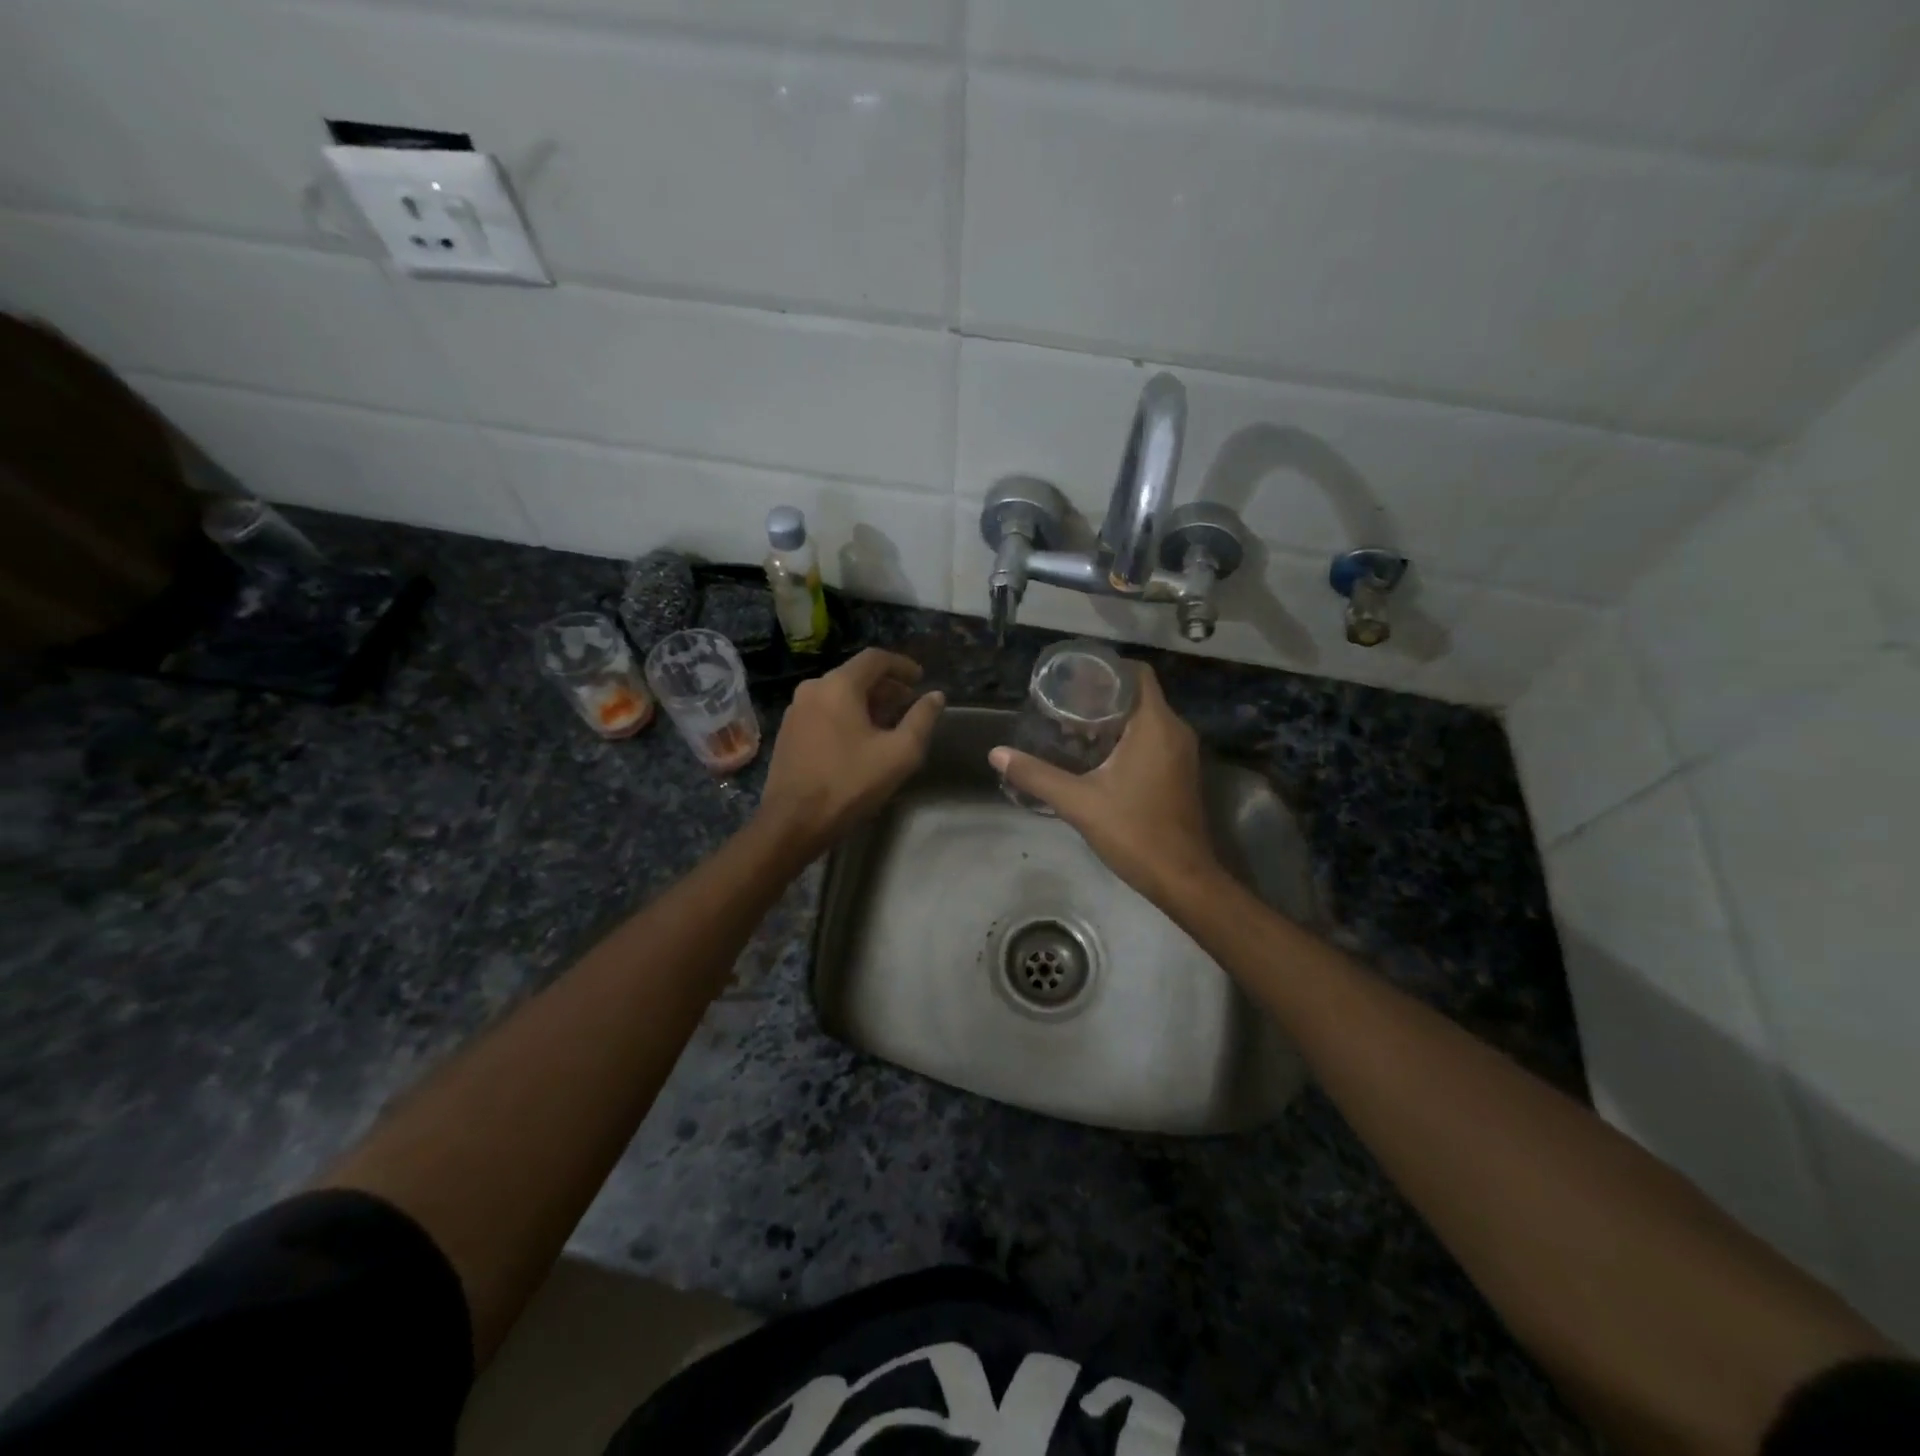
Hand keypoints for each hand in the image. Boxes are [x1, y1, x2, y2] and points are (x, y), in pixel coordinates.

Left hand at [756, 649, 943, 858]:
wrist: (793, 822)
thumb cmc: (850, 784)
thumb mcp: (899, 753)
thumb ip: (921, 719)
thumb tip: (936, 696)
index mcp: (838, 686)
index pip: (875, 658)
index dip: (902, 665)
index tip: (921, 679)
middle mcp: (813, 689)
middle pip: (855, 675)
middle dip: (886, 686)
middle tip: (909, 703)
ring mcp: (796, 710)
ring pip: (839, 693)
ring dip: (867, 702)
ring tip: (889, 723)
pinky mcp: (788, 731)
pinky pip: (824, 710)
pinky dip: (847, 714)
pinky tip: (860, 738)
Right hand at [989, 664, 1219, 902]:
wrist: (1182, 878)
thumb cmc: (1134, 832)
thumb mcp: (1079, 802)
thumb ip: (1037, 775)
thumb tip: (996, 754)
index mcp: (1155, 725)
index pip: (1136, 674)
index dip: (1105, 669)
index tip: (1073, 679)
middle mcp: (1174, 730)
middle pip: (1137, 694)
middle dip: (1100, 696)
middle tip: (1061, 706)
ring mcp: (1181, 752)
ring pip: (1145, 718)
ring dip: (1112, 719)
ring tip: (1071, 730)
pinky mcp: (1180, 771)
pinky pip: (1153, 738)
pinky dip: (1126, 737)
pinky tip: (1095, 756)